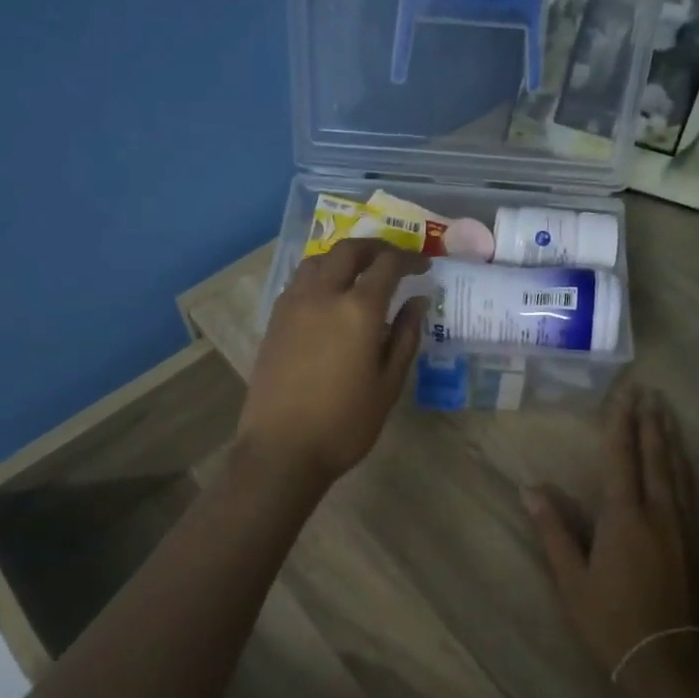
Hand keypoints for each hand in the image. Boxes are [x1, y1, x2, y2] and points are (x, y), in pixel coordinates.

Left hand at [237, 239, 429, 488]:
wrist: (281, 449)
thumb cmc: (345, 423)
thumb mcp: (388, 383)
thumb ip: (405, 336)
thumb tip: (417, 302)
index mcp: (357, 309)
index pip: (387, 265)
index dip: (409, 259)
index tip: (423, 265)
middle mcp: (322, 295)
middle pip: (349, 251)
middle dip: (376, 248)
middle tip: (394, 259)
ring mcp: (293, 305)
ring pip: (319, 260)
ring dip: (344, 257)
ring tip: (360, 273)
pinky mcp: (275, 319)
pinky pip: (299, 281)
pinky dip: (320, 275)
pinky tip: (330, 297)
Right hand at [525, 388, 698, 683]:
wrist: (673, 665)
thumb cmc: (612, 623)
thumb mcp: (572, 581)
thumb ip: (553, 531)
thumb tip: (530, 489)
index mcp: (624, 517)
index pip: (620, 458)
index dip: (620, 424)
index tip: (624, 395)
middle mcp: (660, 512)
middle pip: (655, 456)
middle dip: (650, 422)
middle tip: (649, 392)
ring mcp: (688, 528)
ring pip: (681, 471)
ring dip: (672, 439)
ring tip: (669, 413)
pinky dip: (698, 474)